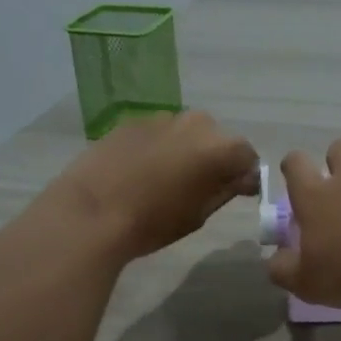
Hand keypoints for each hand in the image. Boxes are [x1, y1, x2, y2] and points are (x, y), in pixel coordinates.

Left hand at [50, 110, 259, 259]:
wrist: (92, 211)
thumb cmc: (153, 222)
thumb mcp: (199, 214)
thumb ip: (225, 190)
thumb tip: (241, 179)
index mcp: (220, 148)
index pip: (247, 157)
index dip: (245, 176)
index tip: (237, 193)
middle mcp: (196, 123)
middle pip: (217, 139)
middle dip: (216, 159)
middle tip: (202, 186)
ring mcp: (162, 118)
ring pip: (187, 133)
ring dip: (187, 150)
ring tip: (169, 179)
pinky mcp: (133, 121)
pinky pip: (160, 133)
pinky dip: (161, 147)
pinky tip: (143, 171)